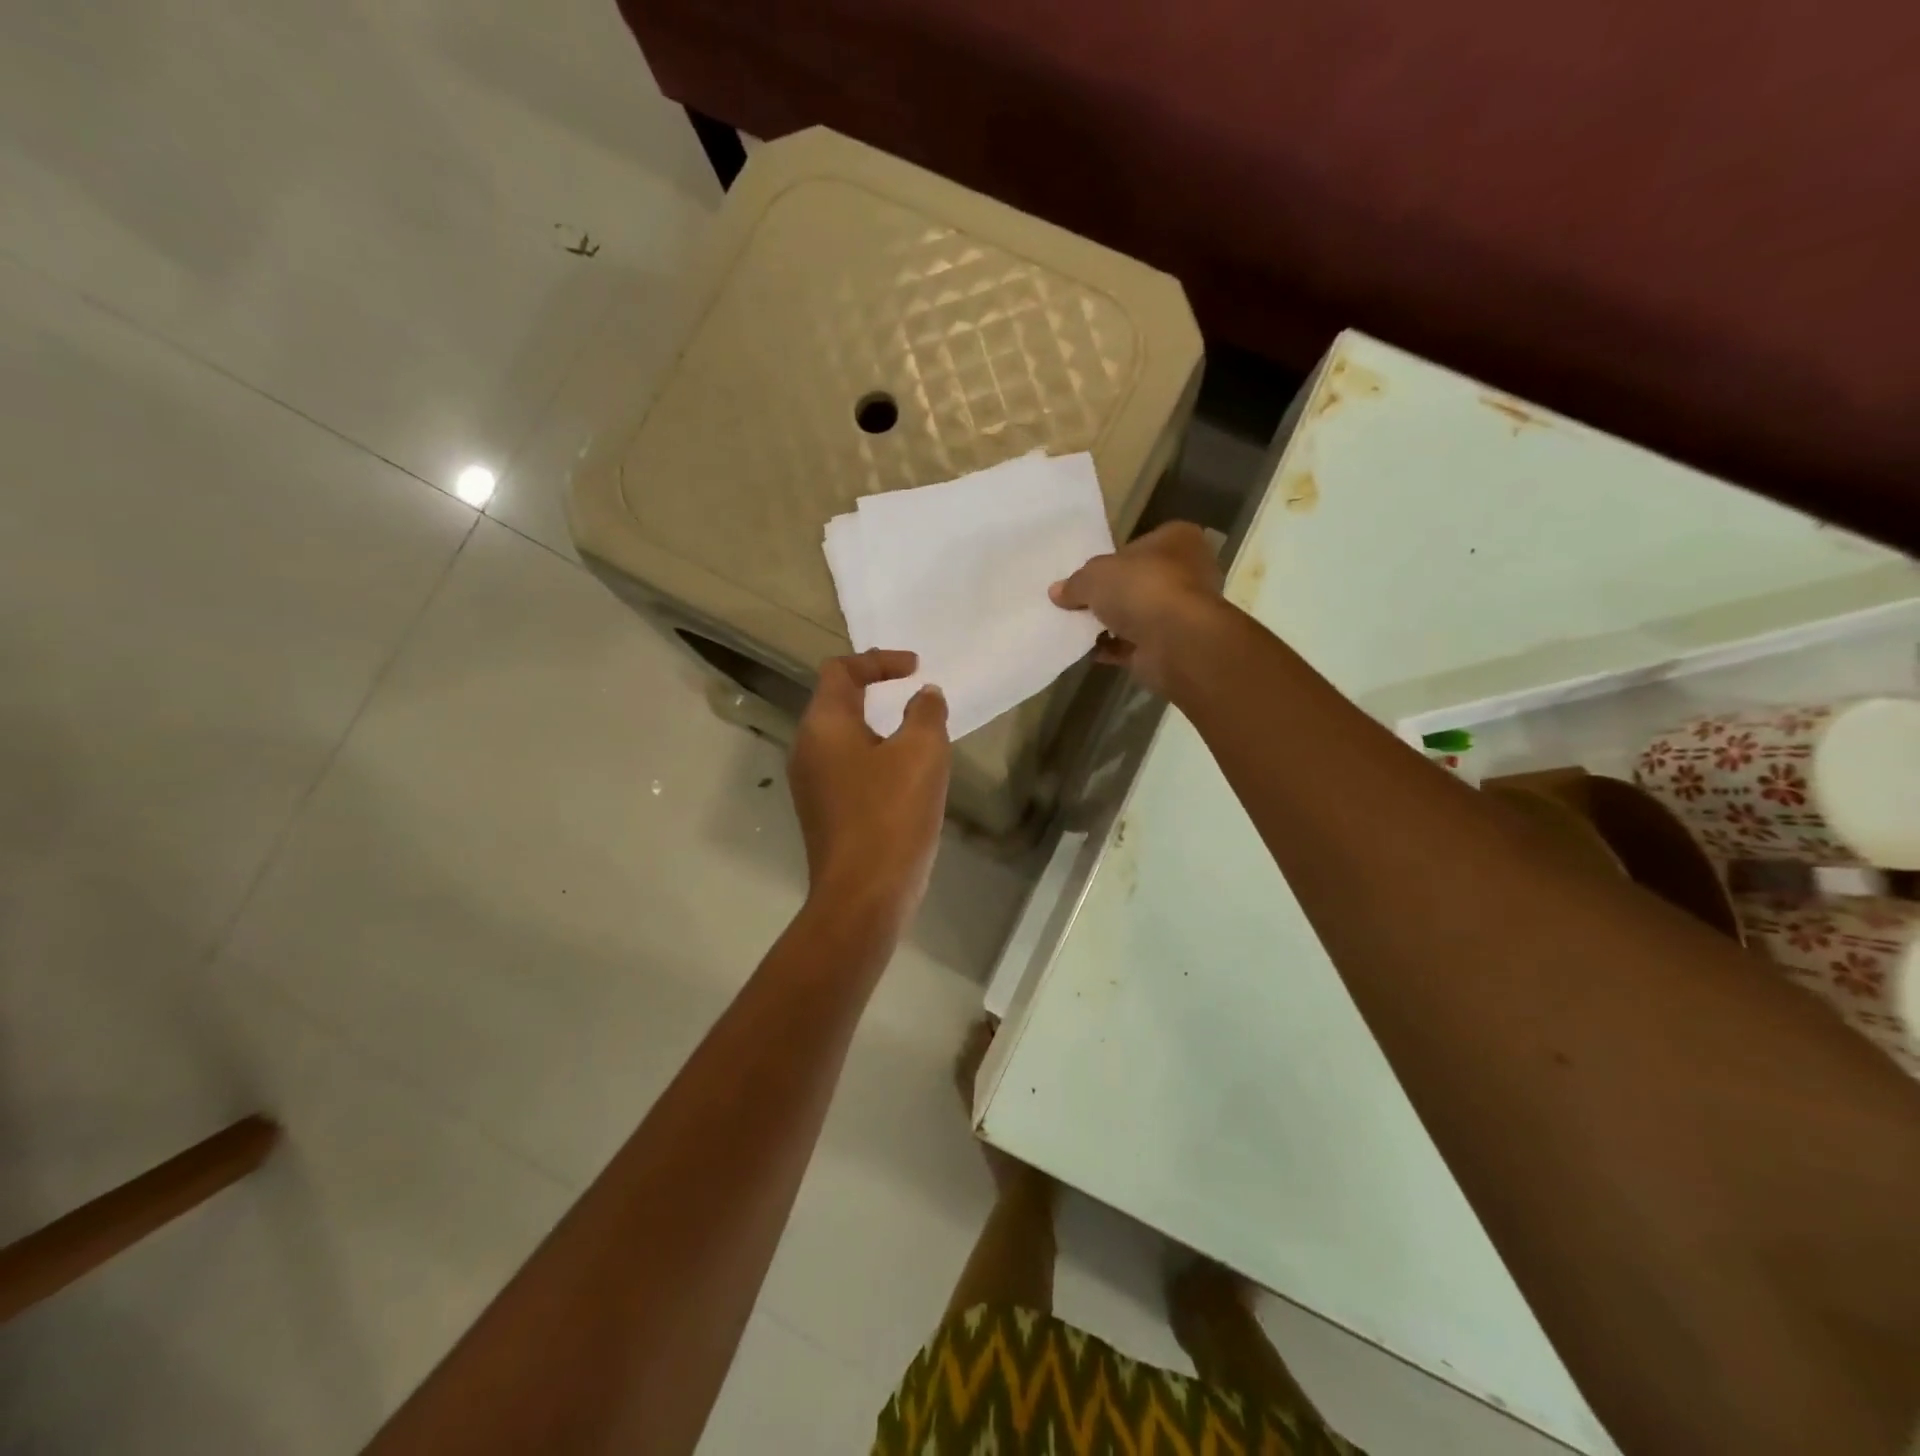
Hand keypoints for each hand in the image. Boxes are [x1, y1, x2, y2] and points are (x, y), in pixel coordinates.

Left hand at [789, 649, 950, 931]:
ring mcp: (811, 785)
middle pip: (838, 702)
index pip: (841, 670)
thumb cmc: (891, 814)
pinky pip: (849, 769)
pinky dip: (876, 759)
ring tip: (919, 738)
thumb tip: (924, 696)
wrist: (864, 895)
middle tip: (917, 699)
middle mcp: (807, 749)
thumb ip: (925, 713)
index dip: (879, 660)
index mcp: (823, 725)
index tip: (917, 669)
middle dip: (879, 693)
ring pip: (845, 739)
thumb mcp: (922, 752)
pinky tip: (907, 780)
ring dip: (880, 729)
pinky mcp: (824, 813)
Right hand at [1050, 522, 1223, 694]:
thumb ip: (1076, 582)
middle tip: (1077, 601)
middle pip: (1138, 581)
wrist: (1176, 642)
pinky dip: (1113, 648)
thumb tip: (1057, 592)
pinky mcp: (1172, 645)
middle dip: (1110, 594)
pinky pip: (1134, 645)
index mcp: (1177, 540)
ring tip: (1075, 627)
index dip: (1112, 558)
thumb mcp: (1095, 575)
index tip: (1087, 573)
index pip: (1140, 544)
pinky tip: (1087, 651)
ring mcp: (1181, 612)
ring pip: (1137, 615)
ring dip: (1110, 623)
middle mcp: (1187, 572)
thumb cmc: (1141, 588)